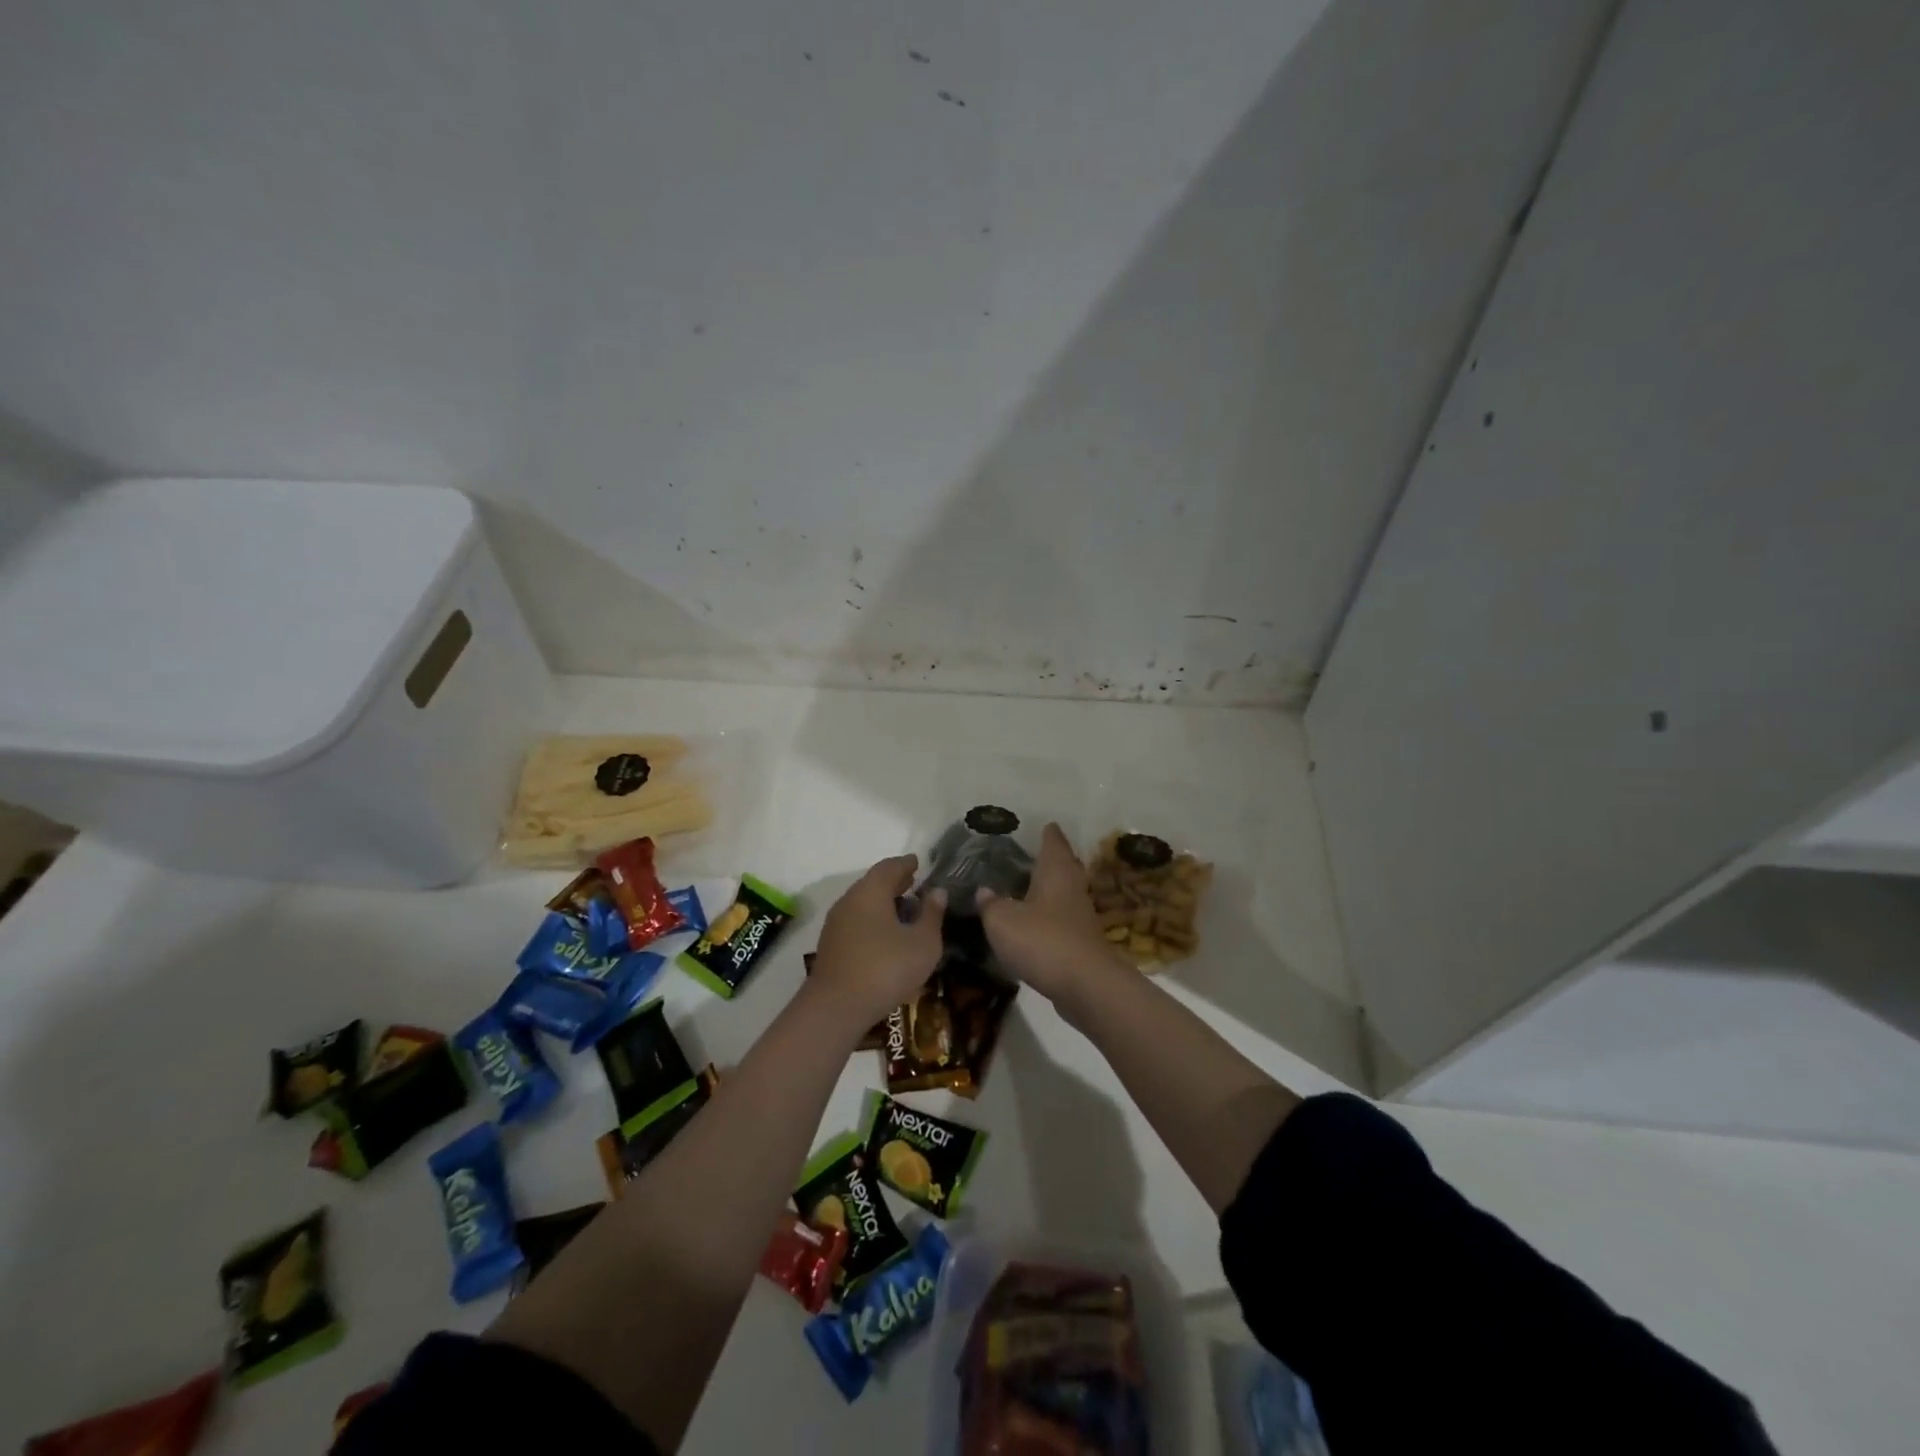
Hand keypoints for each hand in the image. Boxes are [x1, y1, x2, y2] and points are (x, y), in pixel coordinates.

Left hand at [809, 855, 946, 1030]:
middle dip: (894, 881)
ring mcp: (836, 923)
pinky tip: (885, 933)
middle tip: (913, 881)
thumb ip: (932, 914)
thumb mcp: (923, 943)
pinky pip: (856, 920)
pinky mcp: (831, 945)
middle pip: (873, 883)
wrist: (836, 1008)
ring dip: (883, 901)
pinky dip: (873, 918)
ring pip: (862, 902)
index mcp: (871, 892)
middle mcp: (850, 900)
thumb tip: (937, 891)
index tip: (918, 862)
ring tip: (903, 907)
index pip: (889, 867)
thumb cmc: (886, 969)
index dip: (906, 864)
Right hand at [978, 824, 1124, 1009]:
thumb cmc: (1042, 941)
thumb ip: (990, 904)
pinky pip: (1064, 919)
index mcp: (1055, 872)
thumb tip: (983, 891)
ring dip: (1052, 889)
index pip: (1053, 842)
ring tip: (1030, 887)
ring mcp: (1081, 916)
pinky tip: (1036, 924)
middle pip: (1065, 866)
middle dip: (1053, 859)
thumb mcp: (1002, 921)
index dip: (1048, 833)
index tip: (1044, 824)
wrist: (1086, 985)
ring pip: (1066, 893)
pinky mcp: (1082, 942)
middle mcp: (1072, 888)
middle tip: (1035, 853)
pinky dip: (1051, 916)